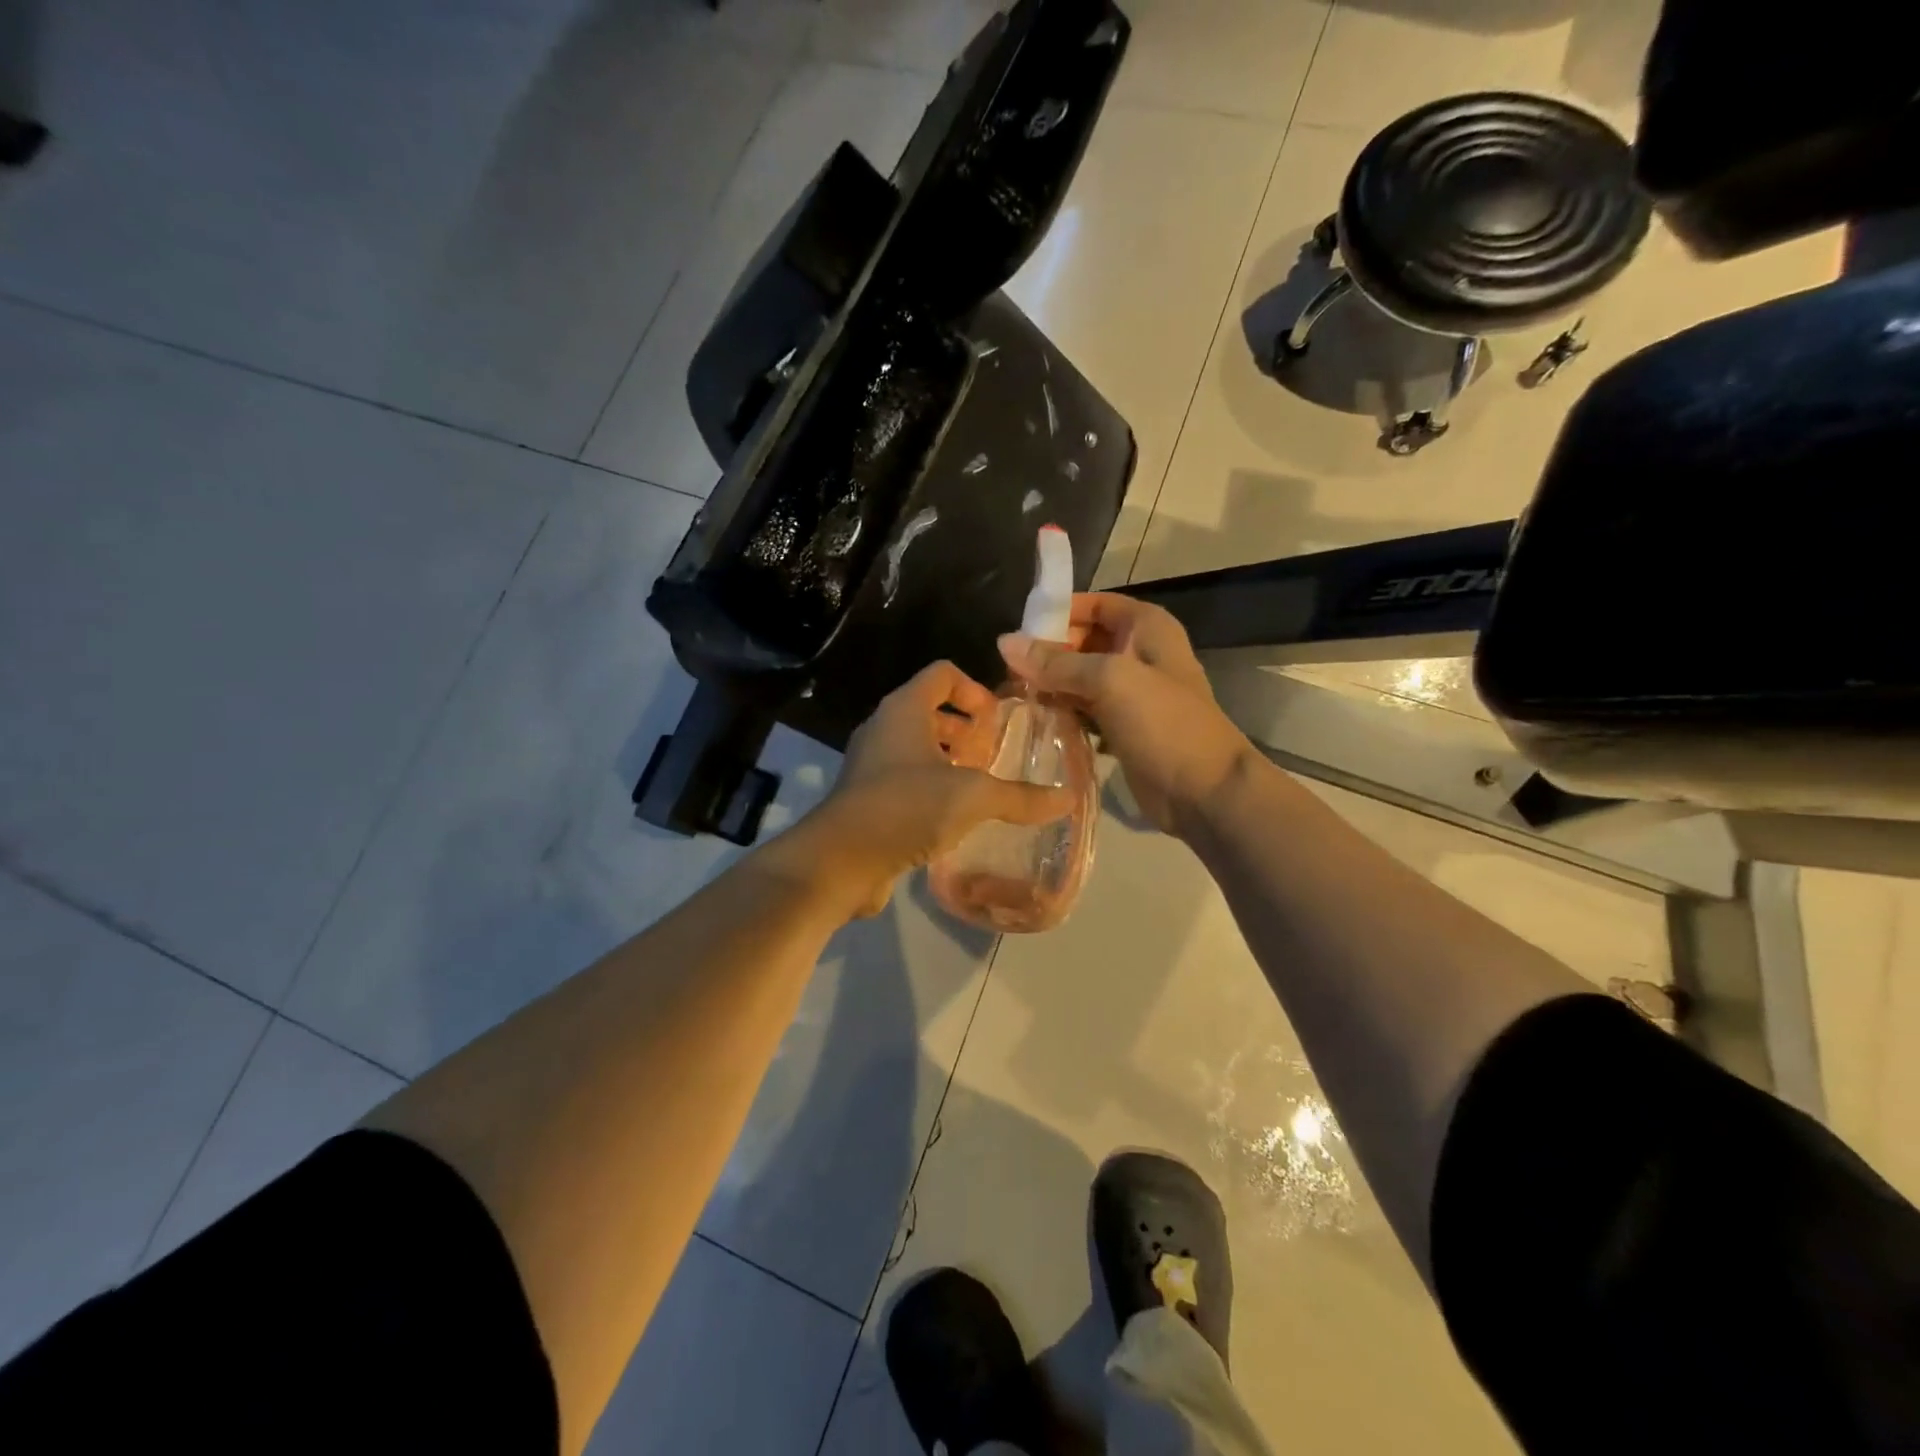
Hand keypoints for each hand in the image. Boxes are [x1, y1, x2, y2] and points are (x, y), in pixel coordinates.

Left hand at [778, 661, 1073, 918]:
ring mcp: (871, 764)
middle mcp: (884, 728)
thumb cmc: (907, 807)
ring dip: (950, 762)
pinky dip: (932, 789)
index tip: (997, 721)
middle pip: (930, 711)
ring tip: (980, 788)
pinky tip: (955, 818)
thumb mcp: (971, 797)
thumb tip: (1067, 798)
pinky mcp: (867, 798)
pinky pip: (906, 780)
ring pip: (917, 748)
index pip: (942, 674)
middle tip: (993, 755)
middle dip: (965, 730)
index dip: (975, 689)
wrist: (840, 860)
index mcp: (904, 709)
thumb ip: (1019, 796)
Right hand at [999, 593, 1252, 837]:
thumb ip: (1057, 662)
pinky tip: (1034, 720)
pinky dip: (1062, 712)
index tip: (1018, 632)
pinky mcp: (1122, 727)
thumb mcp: (1110, 681)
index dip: (1057, 613)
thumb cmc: (1164, 723)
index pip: (1093, 605)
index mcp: (1146, 628)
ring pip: (1080, 678)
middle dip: (1047, 653)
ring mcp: (1131, 693)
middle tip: (1007, 670)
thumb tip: (1005, 642)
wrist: (1205, 791)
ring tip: (1012, 695)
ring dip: (1050, 686)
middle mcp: (1138, 653)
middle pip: (1082, 641)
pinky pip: (1084, 710)